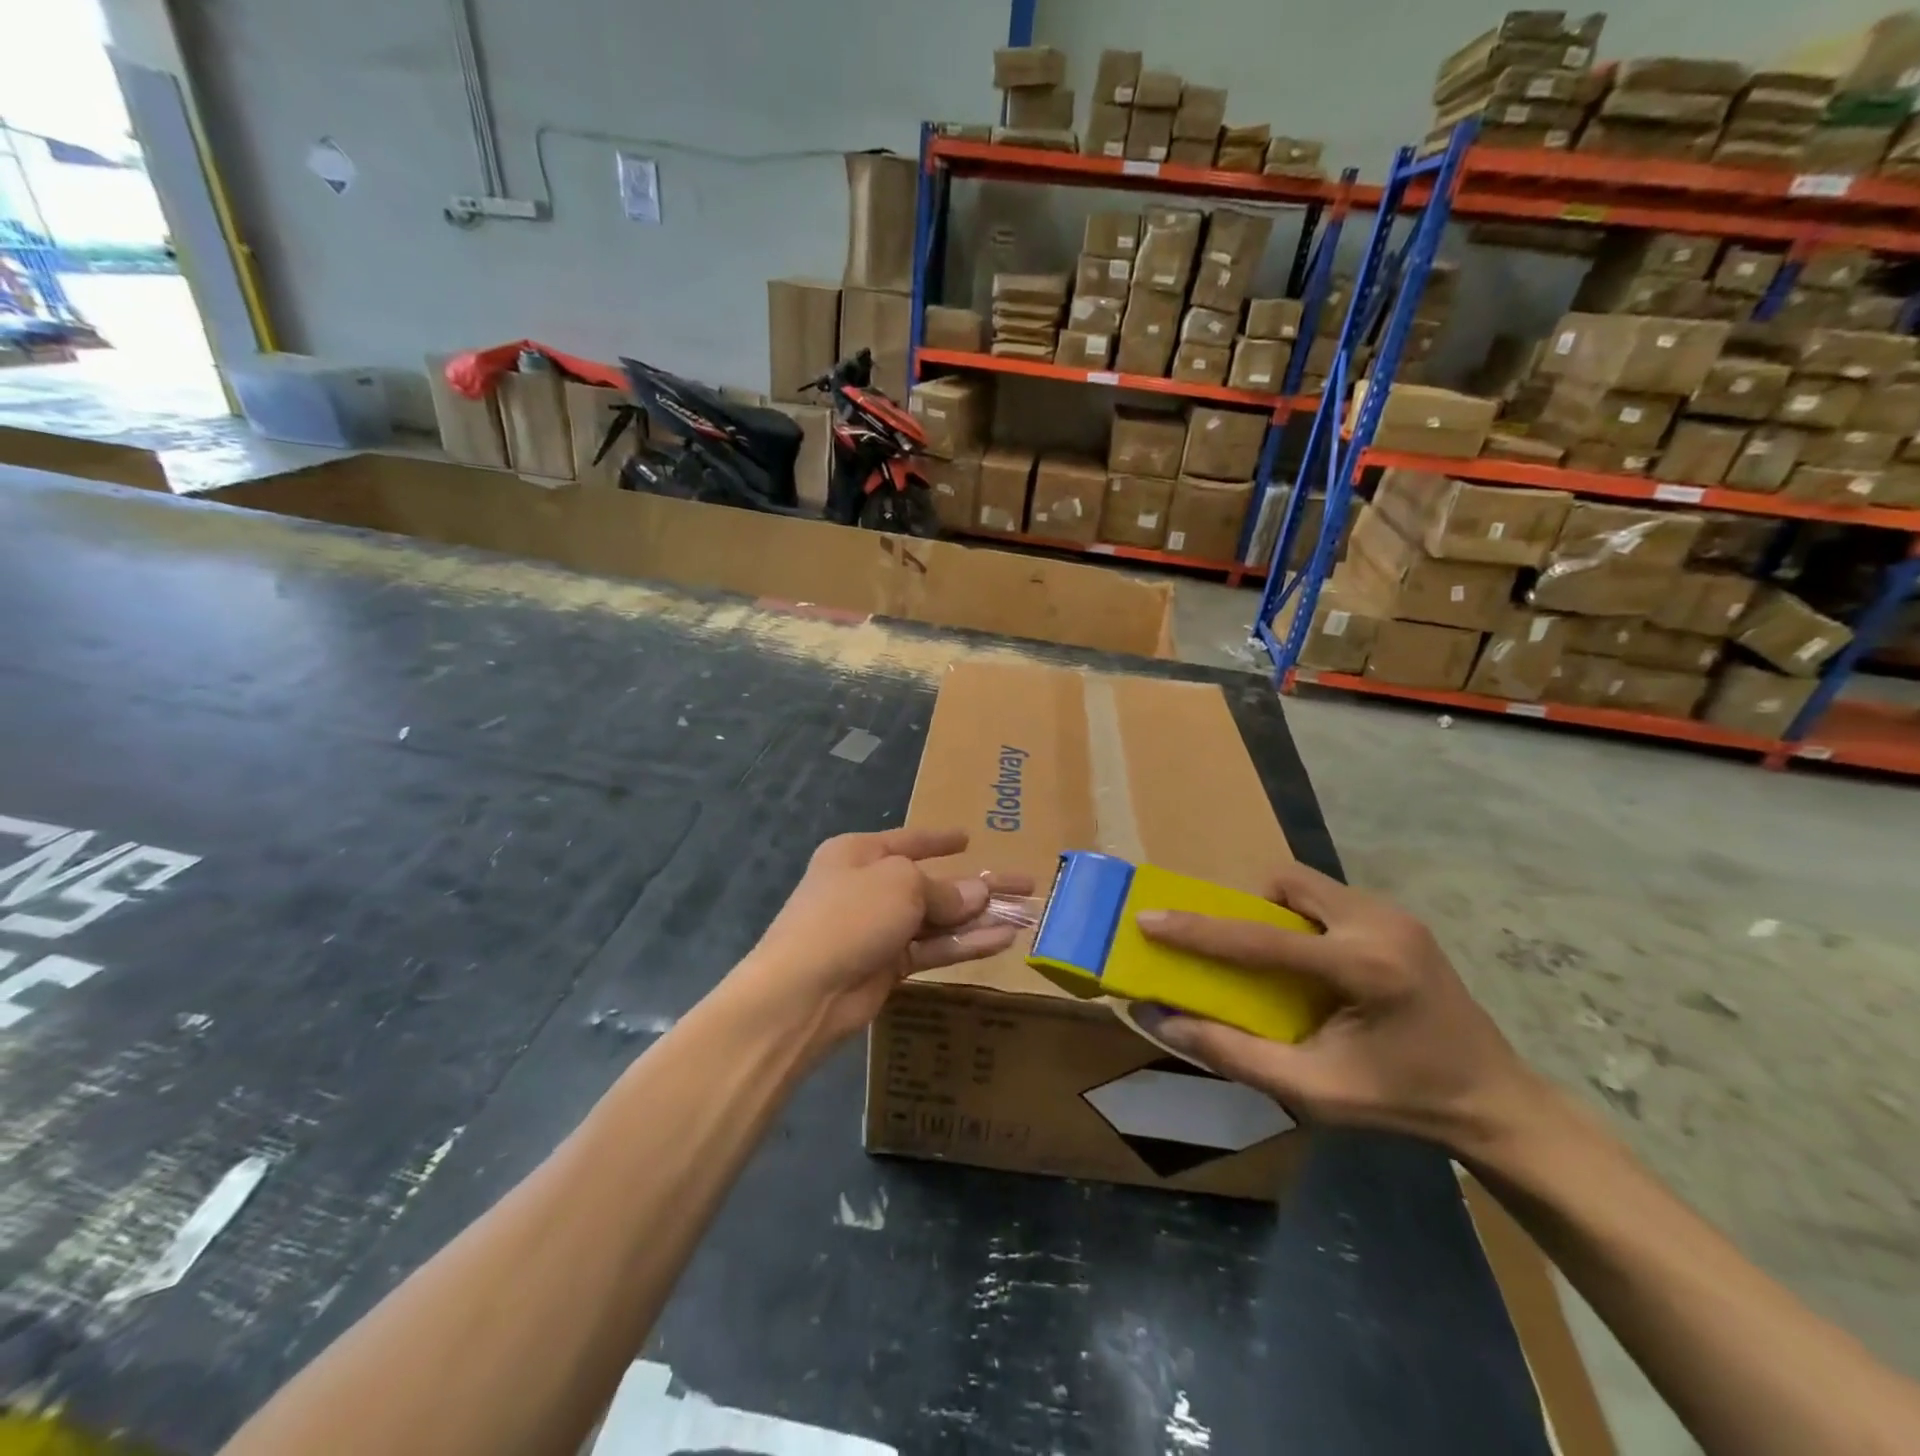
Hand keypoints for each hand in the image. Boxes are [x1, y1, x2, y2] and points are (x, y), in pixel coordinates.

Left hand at [728, 828, 1031, 1054]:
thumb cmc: (849, 915)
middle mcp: (869, 886)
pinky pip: (933, 948)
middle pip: (932, 882)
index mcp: (859, 853)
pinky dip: (966, 944)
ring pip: (938, 919)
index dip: (940, 839)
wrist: (803, 991)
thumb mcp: (901, 885)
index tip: (968, 837)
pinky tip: (1003, 940)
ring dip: (980, 918)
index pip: (908, 840)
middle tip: (1024, 885)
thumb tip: (976, 895)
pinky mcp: (888, 966)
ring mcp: (878, 928)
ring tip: (1026, 914)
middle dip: (977, 885)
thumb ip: (943, 891)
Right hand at [1134, 861, 1537, 1153]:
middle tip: (1236, 949)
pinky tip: (1313, 962)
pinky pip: (1330, 898)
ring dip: (1277, 911)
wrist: (1495, 1102)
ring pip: (1308, 884)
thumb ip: (1233, 1053)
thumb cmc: (1402, 1103)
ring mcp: (1396, 915)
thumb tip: (1160, 1020)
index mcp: (1365, 968)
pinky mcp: (1401, 918)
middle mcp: (1381, 924)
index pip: (1261, 939)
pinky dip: (1305, 918)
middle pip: (1288, 883)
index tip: (1149, 919)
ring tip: (1276, 960)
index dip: (1198, 930)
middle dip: (1249, 908)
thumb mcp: (1313, 1092)